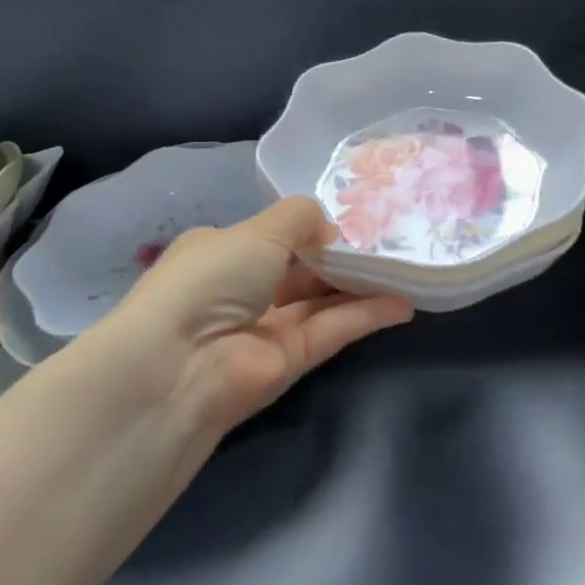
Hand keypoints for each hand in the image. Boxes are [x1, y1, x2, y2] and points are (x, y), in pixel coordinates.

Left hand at [111, 196, 413, 433]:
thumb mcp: (258, 230)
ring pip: (320, 301)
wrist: (181, 365)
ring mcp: (265, 328)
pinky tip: (402, 303)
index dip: (308, 228)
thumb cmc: (212, 278)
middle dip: (340, 257)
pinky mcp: (289, 363)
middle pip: (301, 270)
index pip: (271, 237)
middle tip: (388, 242)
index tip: (351, 219)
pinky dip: (365, 316)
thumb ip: (300, 218)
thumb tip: (329, 230)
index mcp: (221, 252)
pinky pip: (331, 330)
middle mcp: (241, 290)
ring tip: (404, 268)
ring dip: (359, 286)